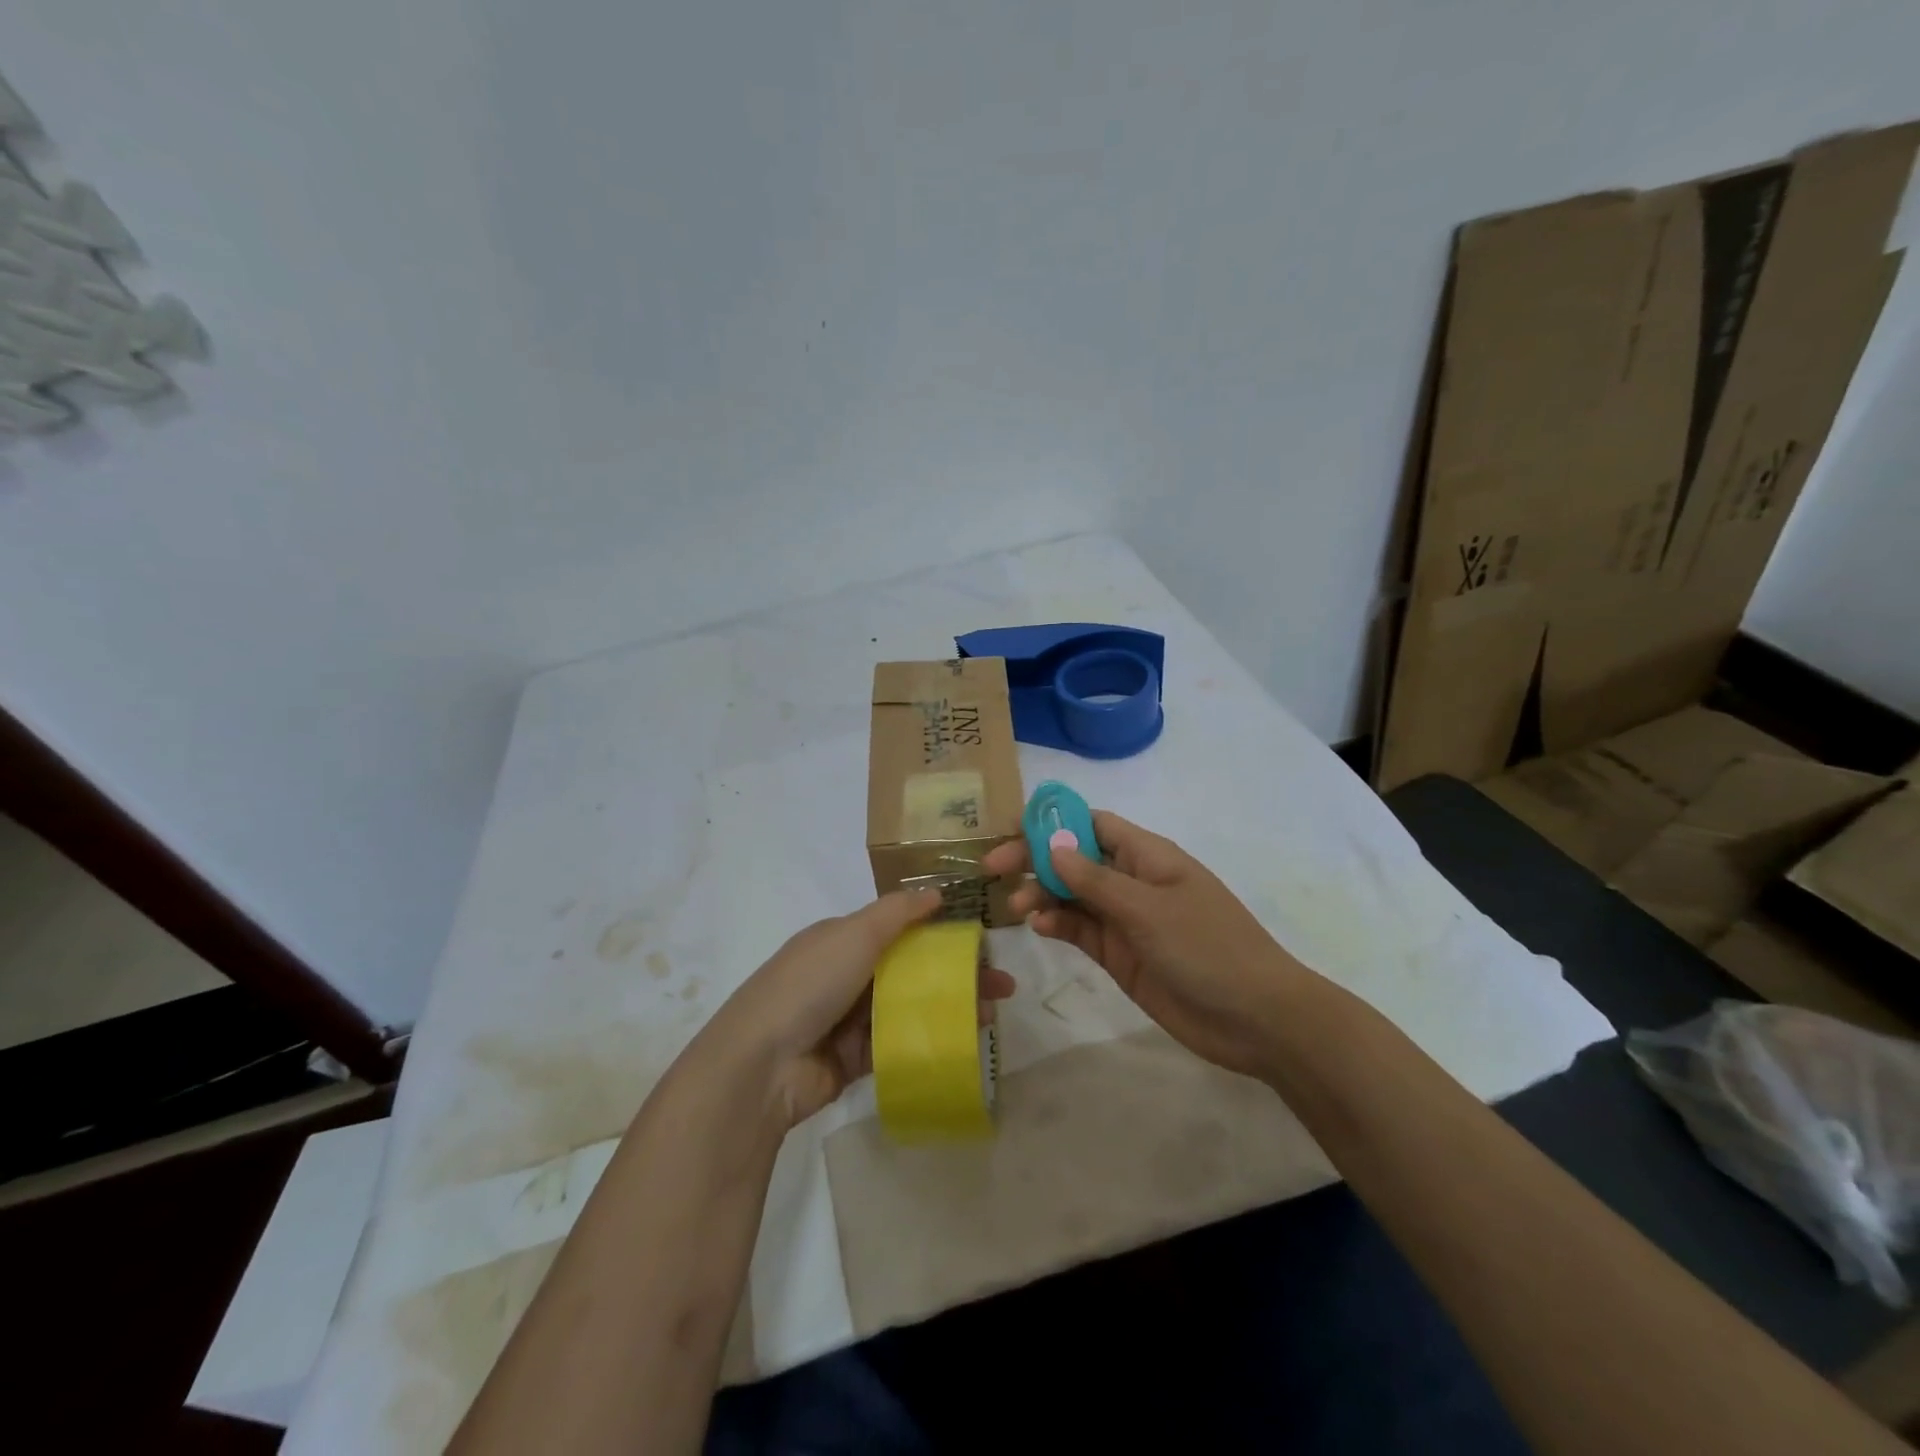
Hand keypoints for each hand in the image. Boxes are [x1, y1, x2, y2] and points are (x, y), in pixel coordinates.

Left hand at [694, 890, 1016, 1128]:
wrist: (761, 1065)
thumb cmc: (809, 985)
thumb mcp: (853, 934)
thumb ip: (897, 912)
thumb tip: (937, 891)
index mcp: (841, 939)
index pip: (899, 928)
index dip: (940, 930)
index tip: (981, 939)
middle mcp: (846, 975)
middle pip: (912, 969)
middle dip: (957, 973)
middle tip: (1002, 984)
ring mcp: (850, 1019)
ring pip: (911, 1007)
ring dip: (951, 1007)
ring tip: (993, 1013)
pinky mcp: (855, 1060)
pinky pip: (900, 1044)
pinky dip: (930, 1040)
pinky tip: (964, 1040)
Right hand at [982, 812, 1309, 1077]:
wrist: (1256, 1019)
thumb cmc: (1208, 947)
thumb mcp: (1149, 908)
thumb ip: (1096, 880)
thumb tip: (1052, 846)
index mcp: (1147, 855)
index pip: (1092, 824)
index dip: (1053, 822)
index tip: (1012, 830)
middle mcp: (1132, 880)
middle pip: (1074, 859)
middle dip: (1036, 859)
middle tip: (993, 870)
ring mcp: (1125, 919)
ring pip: (1072, 896)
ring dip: (1042, 895)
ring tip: (1016, 907)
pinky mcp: (1119, 954)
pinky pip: (1080, 930)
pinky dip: (1057, 925)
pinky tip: (1039, 927)